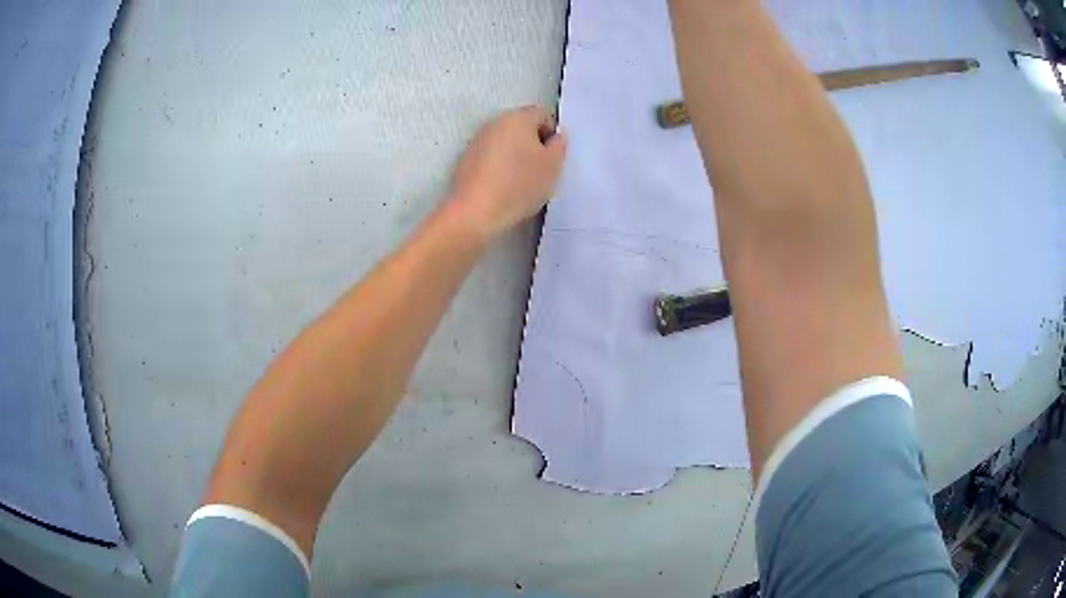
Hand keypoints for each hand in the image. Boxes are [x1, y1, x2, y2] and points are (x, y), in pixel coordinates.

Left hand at [450, 106, 567, 236]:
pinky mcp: (465, 160)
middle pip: (522, 127)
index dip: (552, 134)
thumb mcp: (553, 166)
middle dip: (534, 144)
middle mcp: (495, 122)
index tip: (553, 158)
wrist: (475, 211)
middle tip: (541, 170)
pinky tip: (502, 188)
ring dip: (516, 156)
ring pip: (505, 142)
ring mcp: (477, 141)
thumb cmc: (519, 185)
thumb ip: (560, 146)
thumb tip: (557, 136)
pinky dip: (499, 167)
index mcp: (518, 117)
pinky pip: (490, 157)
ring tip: (521, 182)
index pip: (543, 114)